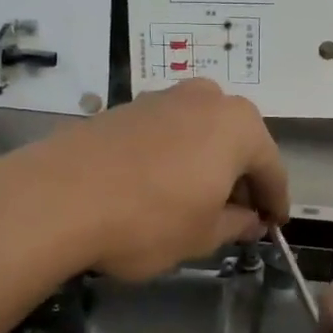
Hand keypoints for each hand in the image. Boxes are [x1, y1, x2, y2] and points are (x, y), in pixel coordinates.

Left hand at [38, 80, 288, 280]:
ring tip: (198, 201)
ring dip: (208, 164)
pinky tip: (161, 185)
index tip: (274, 226)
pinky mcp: (128, 106)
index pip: (271, 168)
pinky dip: (176, 156)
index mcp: (239, 125)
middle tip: (238, 216)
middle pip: (238, 143)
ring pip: (202, 134)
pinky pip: (169, 132)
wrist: (57, 197)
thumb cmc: (149, 219)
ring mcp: (164, 97)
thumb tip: (250, 220)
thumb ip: (235, 224)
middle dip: (241, 179)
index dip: (274, 202)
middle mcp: (207, 98)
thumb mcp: (202, 235)